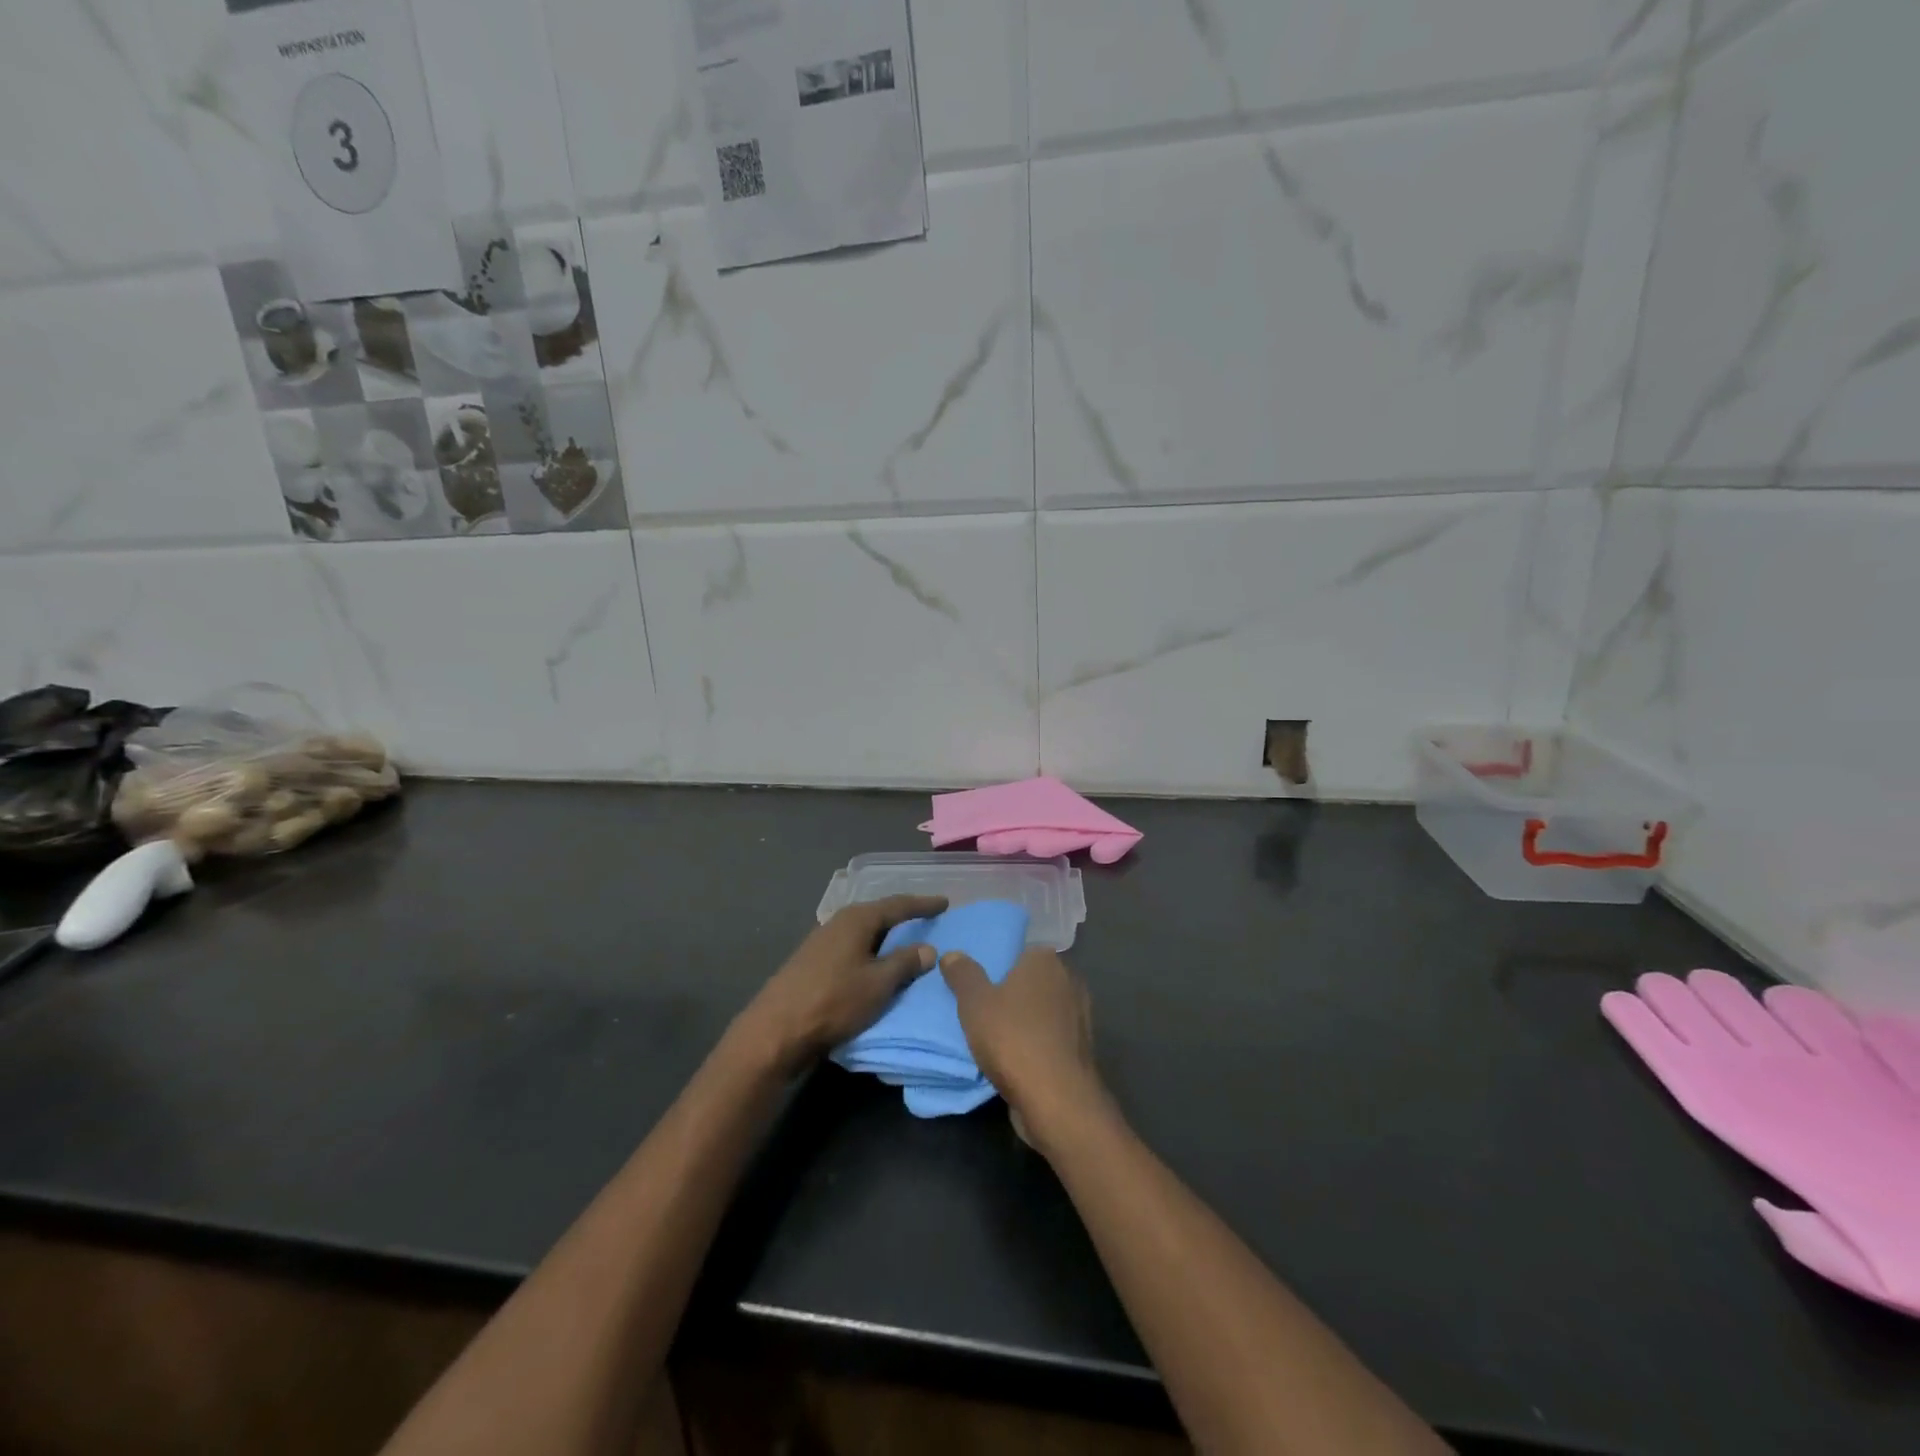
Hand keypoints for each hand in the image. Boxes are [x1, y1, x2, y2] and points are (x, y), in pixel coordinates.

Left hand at [734, 895, 946, 1073]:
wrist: (775, 1031)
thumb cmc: (833, 1001)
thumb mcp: (878, 984)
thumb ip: (905, 963)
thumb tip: (927, 948)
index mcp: (857, 919)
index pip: (897, 905)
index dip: (923, 905)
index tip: (945, 903)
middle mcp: (838, 922)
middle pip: (877, 915)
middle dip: (902, 917)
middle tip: (926, 920)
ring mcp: (821, 942)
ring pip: (862, 933)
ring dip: (884, 937)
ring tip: (904, 942)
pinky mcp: (812, 963)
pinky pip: (851, 948)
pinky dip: (869, 952)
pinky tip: (874, 963)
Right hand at [939, 947, 1107, 1146]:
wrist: (1058, 1099)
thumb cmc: (1013, 1039)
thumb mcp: (974, 1002)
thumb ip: (963, 974)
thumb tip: (952, 954)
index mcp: (1045, 959)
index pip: (1019, 950)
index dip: (998, 964)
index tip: (978, 980)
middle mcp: (1068, 979)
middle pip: (1032, 979)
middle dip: (1011, 991)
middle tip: (981, 1006)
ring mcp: (1080, 1014)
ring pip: (1043, 1009)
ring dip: (1025, 1019)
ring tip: (995, 1034)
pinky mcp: (1082, 1046)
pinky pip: (1051, 1034)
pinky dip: (1037, 1041)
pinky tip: (1016, 1056)